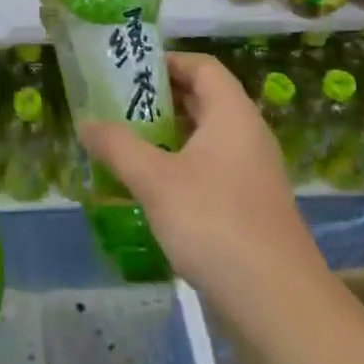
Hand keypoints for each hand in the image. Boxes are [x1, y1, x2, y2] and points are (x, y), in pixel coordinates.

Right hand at [77, 52, 322, 314]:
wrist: (278, 302)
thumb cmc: (215, 222)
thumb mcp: (155, 180)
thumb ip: (118, 146)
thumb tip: (85, 124)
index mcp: (232, 114)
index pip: (202, 66)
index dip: (167, 61)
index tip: (128, 71)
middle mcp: (247, 135)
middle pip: (203, 99)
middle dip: (159, 99)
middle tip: (117, 105)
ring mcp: (252, 173)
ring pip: (205, 138)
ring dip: (167, 135)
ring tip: (126, 143)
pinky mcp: (250, 207)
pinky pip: (210, 169)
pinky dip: (180, 167)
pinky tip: (151, 189)